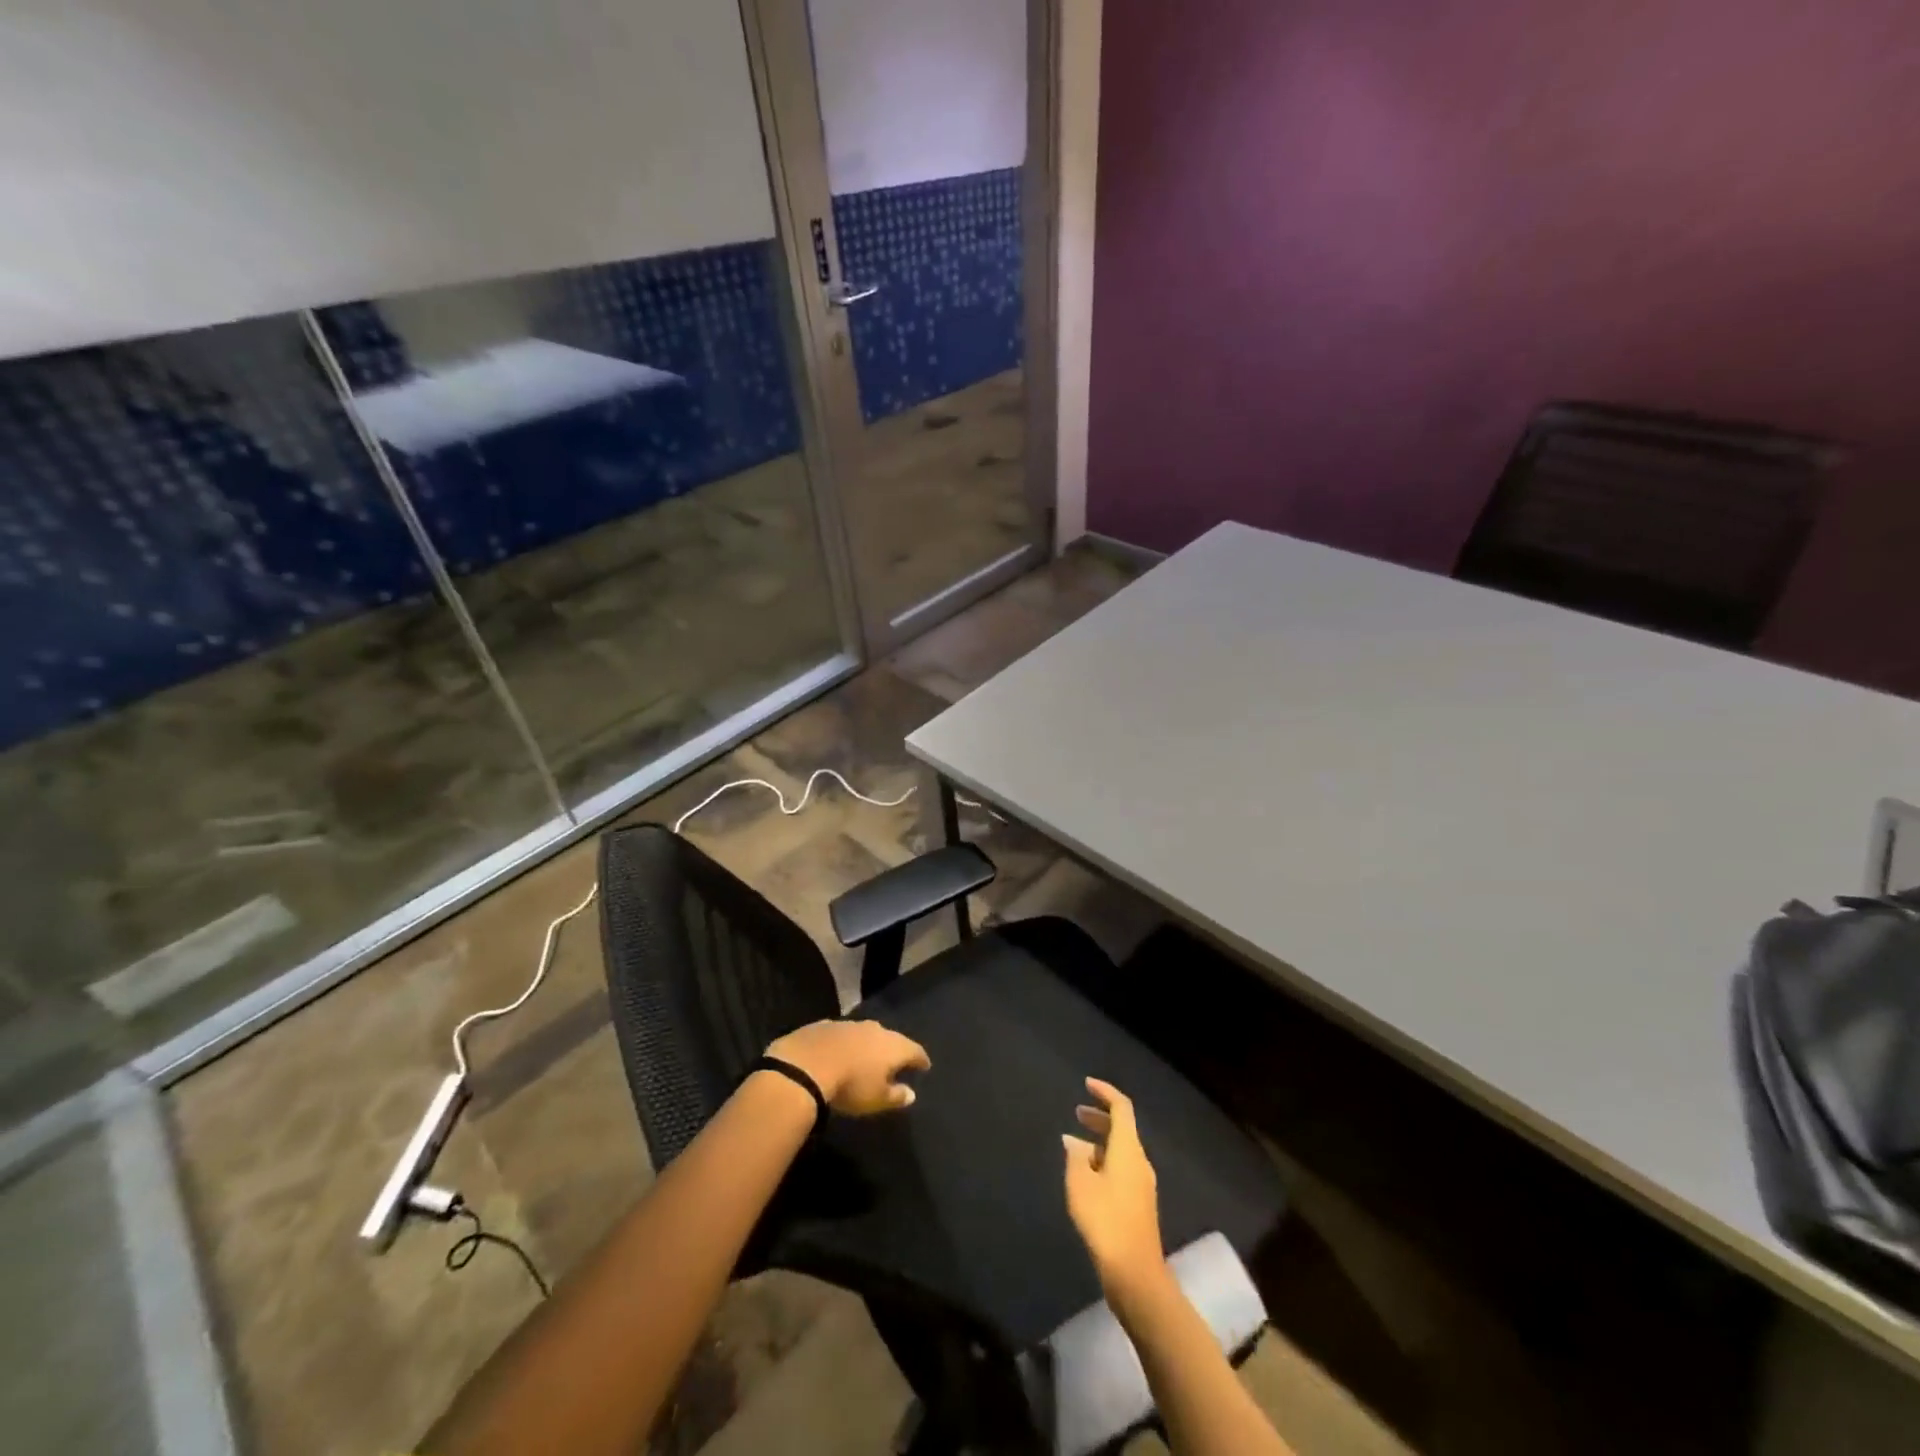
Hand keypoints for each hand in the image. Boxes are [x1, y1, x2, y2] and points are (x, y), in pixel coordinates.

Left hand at [765, 1019, 929, 1116]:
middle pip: (891, 1038)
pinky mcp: (826, 1025)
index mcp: (893, 1046)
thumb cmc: (851, 1085)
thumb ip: (896, 1096)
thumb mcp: (877, 1099)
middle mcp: (875, 1029)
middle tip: (896, 1060)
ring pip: (866, 1033)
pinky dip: (846, 1042)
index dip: (920, 1059)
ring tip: (868, 1055)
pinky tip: (840, 1051)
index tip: (925, 1065)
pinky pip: (843, 1034)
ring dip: (869, 1044)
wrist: (807, 1064)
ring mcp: (850, 1024)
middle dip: (895, 1049)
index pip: (914, 1050)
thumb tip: (912, 1094)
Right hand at [1063, 1078, 1167, 1300]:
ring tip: (1074, 1146)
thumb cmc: (1105, 1220)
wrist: (1135, 1274)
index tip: (1086, 1085)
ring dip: (1100, 1142)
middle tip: (1077, 1113)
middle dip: (1100, 1117)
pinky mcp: (1139, 1204)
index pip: (1121, 1107)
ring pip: (1122, 1150)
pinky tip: (1085, 1176)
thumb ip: (1075, 1157)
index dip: (1105, 1092)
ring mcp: (1142, 1184)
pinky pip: (1122, 1168)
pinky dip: (1103, 1161)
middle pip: (1123, 1128)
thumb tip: (1073, 1141)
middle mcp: (1140, 1161)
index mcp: (1129, 1149)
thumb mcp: (1080, 1184)